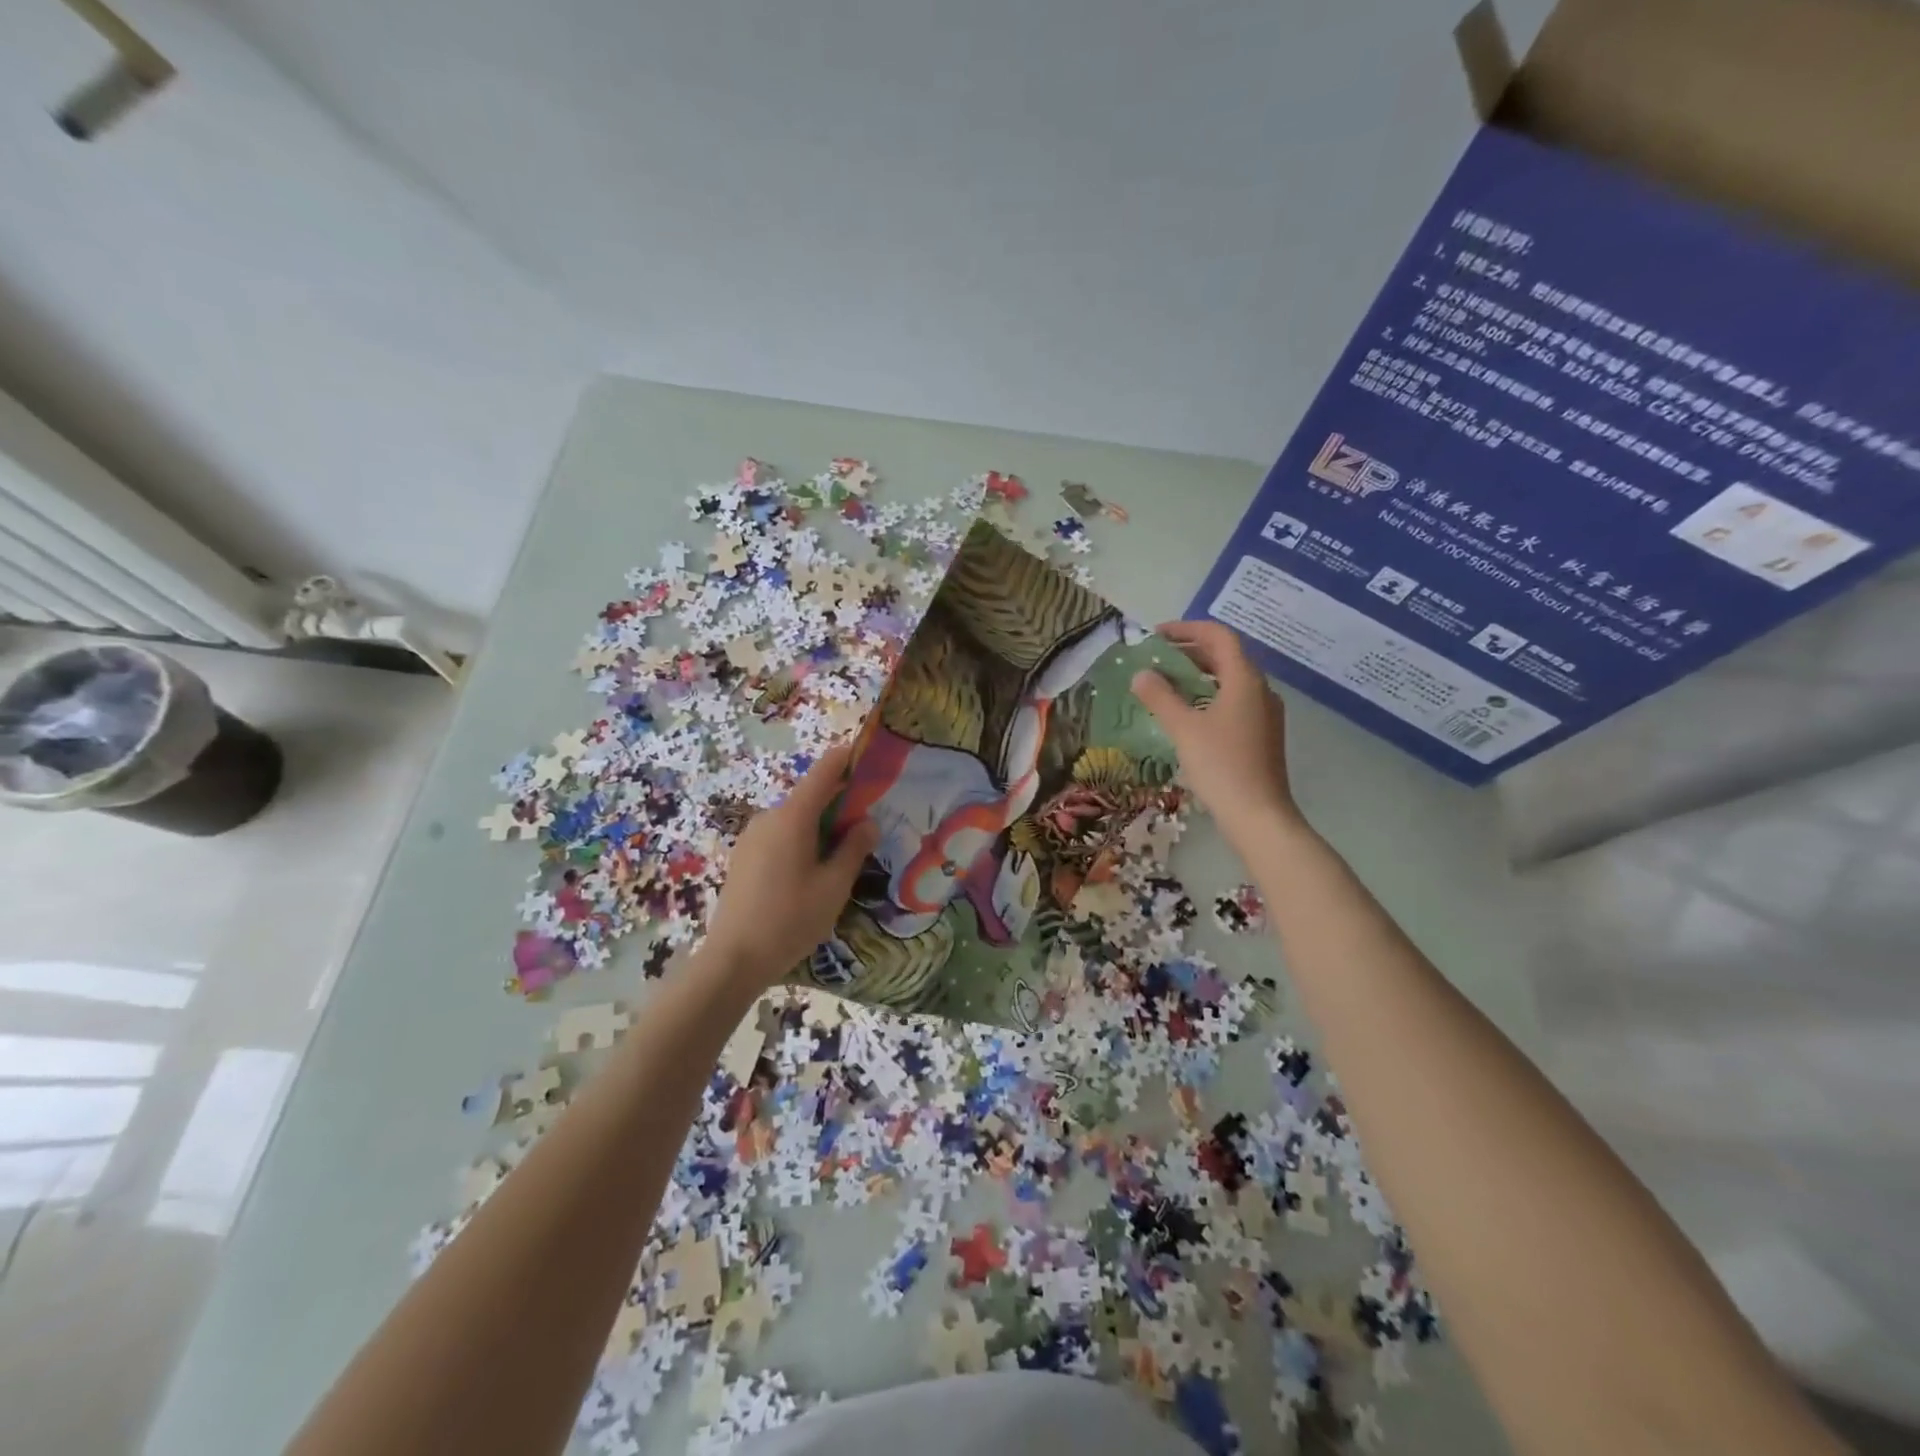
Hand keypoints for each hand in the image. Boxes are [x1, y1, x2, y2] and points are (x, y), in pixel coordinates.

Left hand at [703, 744, 880, 992]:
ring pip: (795, 819)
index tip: (869, 756)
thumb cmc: (790, 920)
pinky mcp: (744, 858)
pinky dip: (802, 841)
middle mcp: (768, 818)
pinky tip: (814, 871)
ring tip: (845, 852)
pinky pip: (780, 836)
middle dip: (840, 802)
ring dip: (821, 826)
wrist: (733, 960)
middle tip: (869, 821)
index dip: (847, 758)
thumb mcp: (834, 886)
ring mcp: (751, 838)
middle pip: (810, 797)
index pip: (824, 771)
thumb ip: (854, 848)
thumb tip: (868, 822)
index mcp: (792, 818)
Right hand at [1130, 621, 1304, 846]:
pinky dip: (1208, 696)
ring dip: (1198, 675)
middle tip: (1155, 658)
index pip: (1219, 636)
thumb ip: (1160, 697)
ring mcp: (1264, 714)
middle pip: (1225, 657)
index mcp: (1245, 680)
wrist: (1259, 816)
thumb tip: (1141, 674)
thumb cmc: (1221, 766)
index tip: (1156, 635)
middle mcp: (1259, 690)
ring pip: (1229, 680)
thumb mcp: (1184, 729)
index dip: (1187, 629)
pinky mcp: (1261, 735)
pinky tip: (1187, 714)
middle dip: (1190, 652)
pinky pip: (1233, 701)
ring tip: (1165, 683)